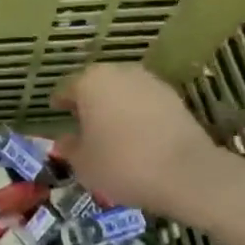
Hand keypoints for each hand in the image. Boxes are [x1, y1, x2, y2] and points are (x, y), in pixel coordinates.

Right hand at [53, 62, 226, 219]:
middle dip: (89, 101)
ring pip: (122, 90)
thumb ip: (70, 148)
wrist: (186, 172)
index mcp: (88, 82)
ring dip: (115, 105)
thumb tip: (65, 139)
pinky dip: (138, 113)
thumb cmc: (123, 164)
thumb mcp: (85, 165)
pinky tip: (139, 134)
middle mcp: (116, 72)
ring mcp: (147, 80)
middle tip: (85, 123)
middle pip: (95, 85)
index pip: (66, 89)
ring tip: (114, 130)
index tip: (58, 112)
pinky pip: (144, 101)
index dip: (60, 103)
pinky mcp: (172, 94)